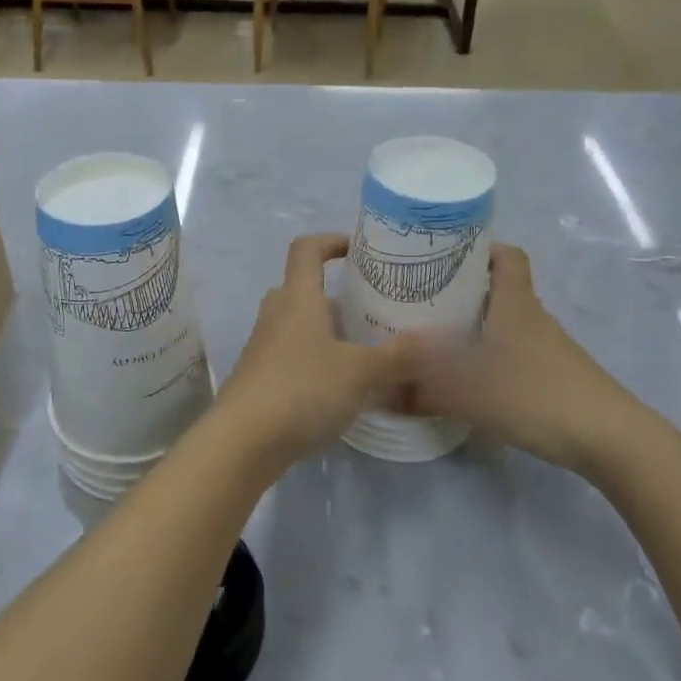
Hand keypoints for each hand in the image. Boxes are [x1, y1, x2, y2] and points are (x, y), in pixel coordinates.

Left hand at [213, 233, 411, 470]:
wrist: (243, 440)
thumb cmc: (302, 389)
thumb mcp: (359, 372)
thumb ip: (398, 355)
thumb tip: (436, 339)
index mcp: (297, 298)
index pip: (306, 248)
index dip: (331, 240)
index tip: (360, 249)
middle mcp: (277, 314)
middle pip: (305, 288)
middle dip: (339, 295)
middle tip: (373, 308)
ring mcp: (265, 346)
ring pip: (301, 325)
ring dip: (331, 331)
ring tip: (367, 348)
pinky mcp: (262, 377)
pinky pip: (295, 355)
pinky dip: (319, 360)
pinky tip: (345, 386)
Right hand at [399, 243, 661, 478]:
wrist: (610, 439)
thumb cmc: (535, 396)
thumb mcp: (467, 393)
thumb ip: (420, 392)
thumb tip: (380, 391)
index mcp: (515, 303)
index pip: (507, 255)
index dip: (480, 247)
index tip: (444, 254)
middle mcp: (533, 317)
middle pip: (500, 289)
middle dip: (463, 290)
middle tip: (423, 299)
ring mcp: (549, 348)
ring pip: (507, 323)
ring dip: (477, 326)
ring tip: (438, 338)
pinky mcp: (556, 376)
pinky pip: (515, 352)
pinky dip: (492, 355)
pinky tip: (471, 378)